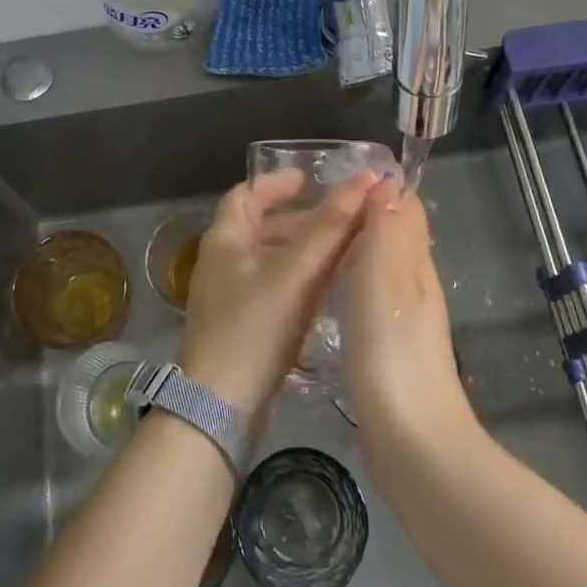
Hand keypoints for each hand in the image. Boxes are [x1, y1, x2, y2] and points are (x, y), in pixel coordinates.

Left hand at [179, 169, 377, 414]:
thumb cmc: (253, 328)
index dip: (279, 183)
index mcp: (224, 239)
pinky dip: (300, 277)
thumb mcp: (294, 273)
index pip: (248, 193)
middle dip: (303, 217)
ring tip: (346, 248)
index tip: (312, 179)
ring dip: (305, 248)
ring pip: (272, 257)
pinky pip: (274, 286)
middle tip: (343, 216)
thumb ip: (330, 228)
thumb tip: (366, 180)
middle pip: (263, 225)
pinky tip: (330, 286)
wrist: (220, 408)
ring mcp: (230, 295)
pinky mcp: (242, 324)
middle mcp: (223, 261)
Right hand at [338, 178, 475, 457]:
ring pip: (378, 269)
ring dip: (352, 252)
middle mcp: (413, 285)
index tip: (334, 181)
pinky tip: (324, 297)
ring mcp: (402, 320)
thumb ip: (389, 228)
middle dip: (360, 218)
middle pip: (392, 236)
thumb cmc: (391, 349)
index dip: (376, 190)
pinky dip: (349, 286)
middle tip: (311, 213)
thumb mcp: (387, 276)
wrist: (410, 439)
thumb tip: (388, 180)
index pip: (403, 209)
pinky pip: (367, 300)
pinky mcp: (387, 350)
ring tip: (310, 247)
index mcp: (415, 263)